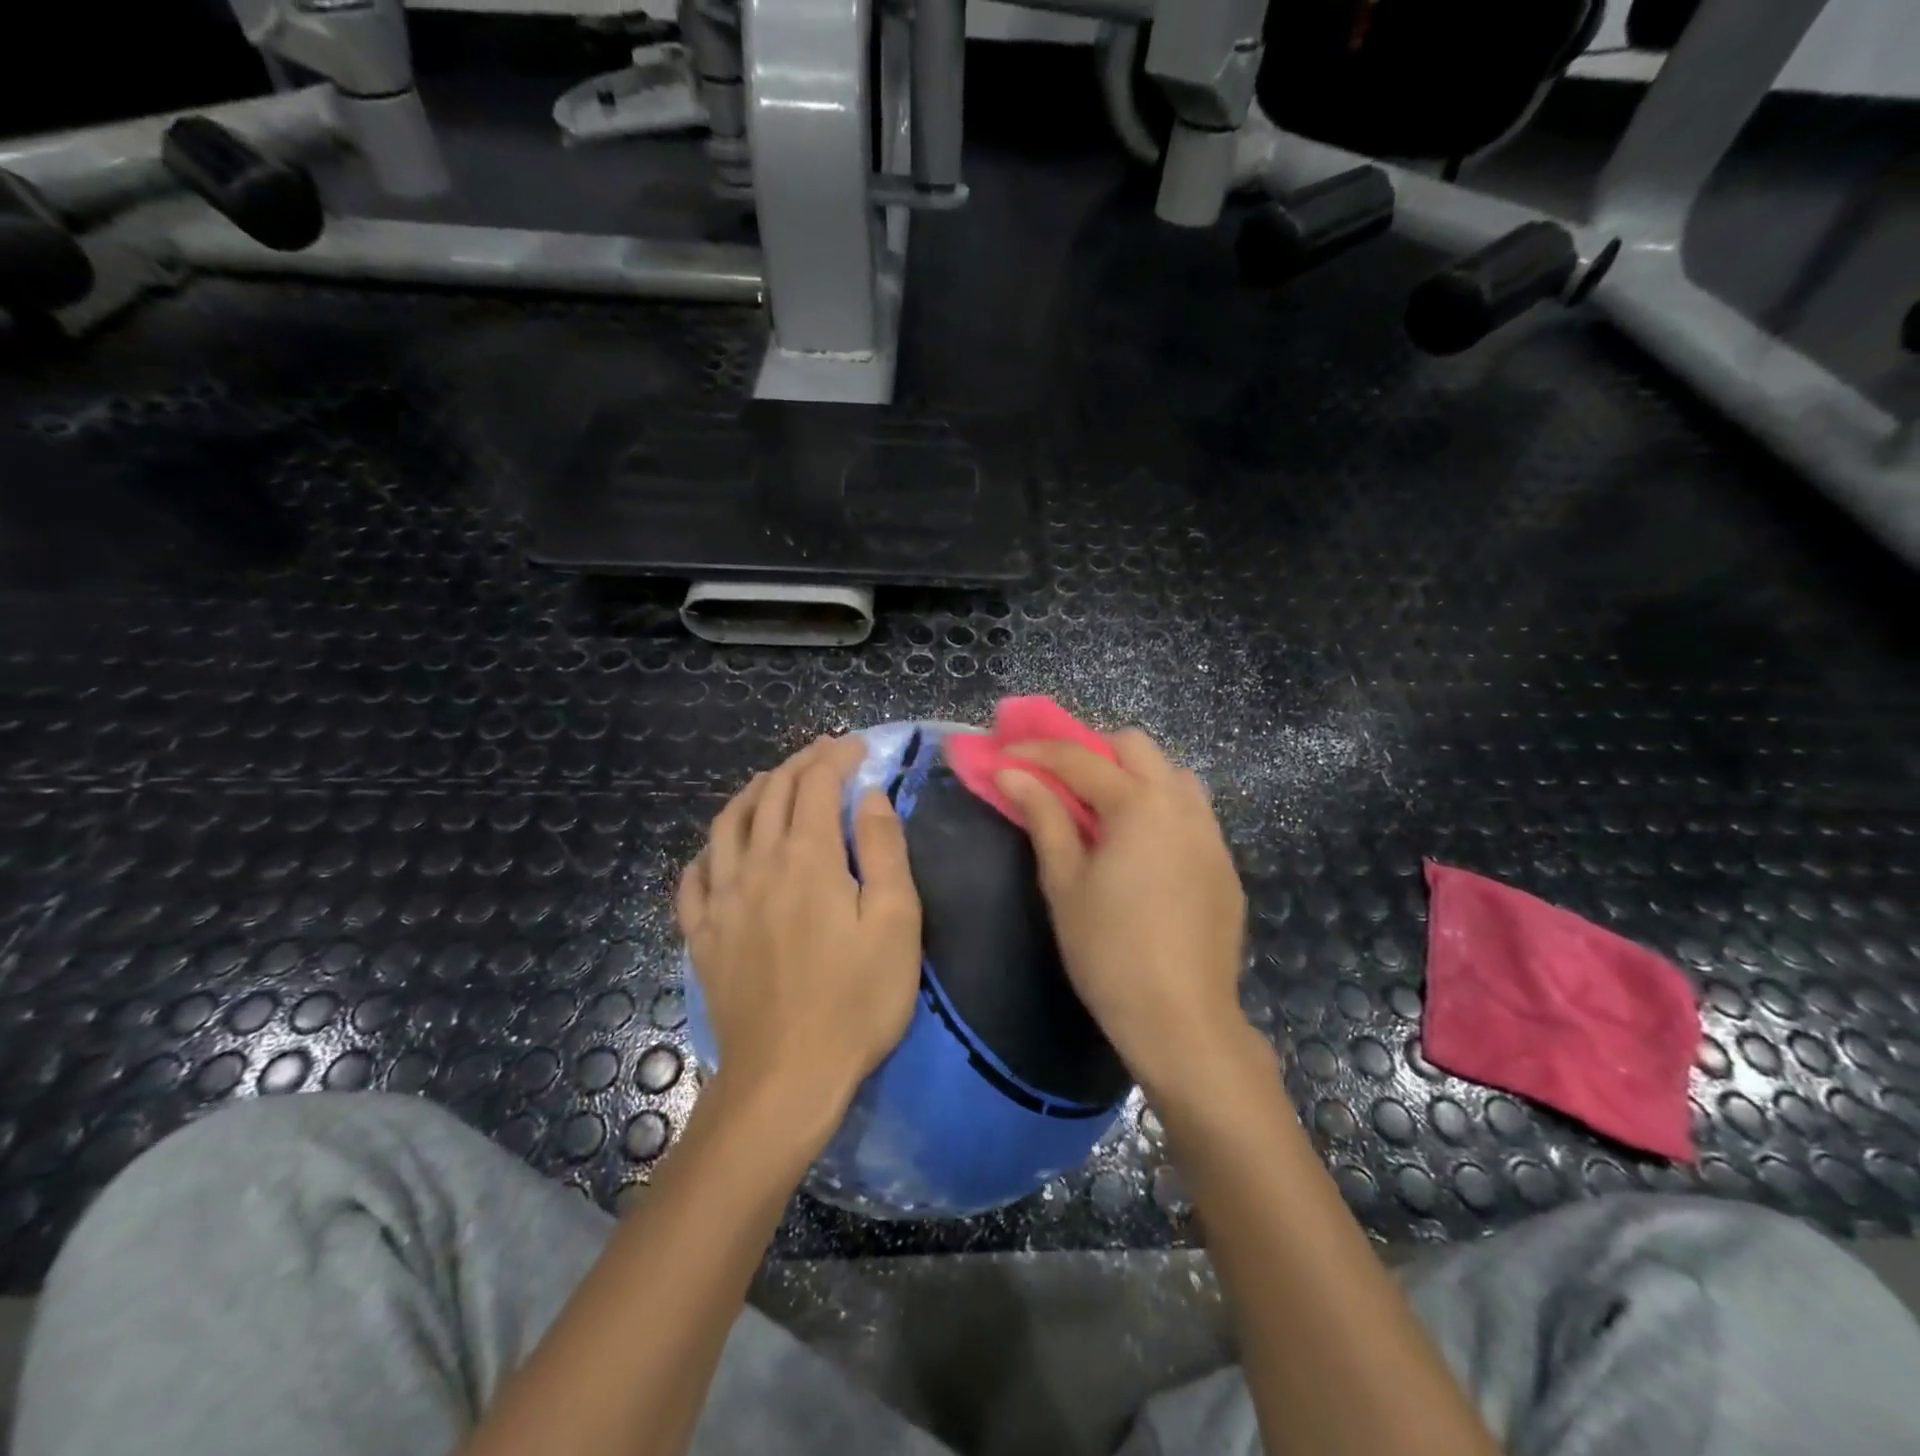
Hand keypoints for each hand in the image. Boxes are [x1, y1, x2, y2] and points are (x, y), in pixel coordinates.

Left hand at [676, 736, 922, 1137]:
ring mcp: (721, 901)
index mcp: (806, 858)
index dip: (837, 757)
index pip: (816, 785)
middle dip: (799, 765)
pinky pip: (694, 877)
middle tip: (823, 754)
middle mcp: (757, 865)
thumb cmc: (856, 999)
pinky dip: (709, 850)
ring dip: (752, 794)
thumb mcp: (896, 922)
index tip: (858, 746)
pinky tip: (719, 851)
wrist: (787, 1076)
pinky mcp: (702, 935)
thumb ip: (883, 850)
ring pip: (727, 825)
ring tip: (771, 783)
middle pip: (771, 795)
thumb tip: (870, 796)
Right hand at [996, 730, 1248, 1093]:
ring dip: (1131, 774)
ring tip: (1101, 809)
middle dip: (1091, 749)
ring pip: (1171, 773)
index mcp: (1139, 805)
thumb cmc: (1108, 951)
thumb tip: (1012, 774)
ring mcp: (1211, 833)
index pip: (1080, 758)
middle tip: (1056, 779)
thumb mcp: (1064, 883)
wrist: (1182, 1020)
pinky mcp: (1223, 863)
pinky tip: (1139, 846)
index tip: (1002, 754)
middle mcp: (1182, 804)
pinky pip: (1191, 810)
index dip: (1036, 752)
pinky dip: (1158, 805)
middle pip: (1136, 746)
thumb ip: (1043, 818)